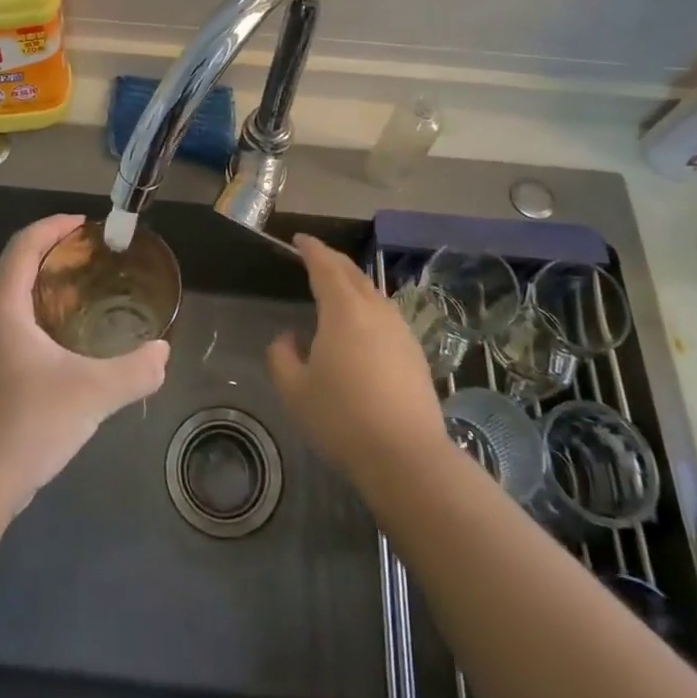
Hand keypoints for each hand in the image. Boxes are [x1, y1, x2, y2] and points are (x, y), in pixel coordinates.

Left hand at [0, 214, 168, 513]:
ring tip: (89, 293)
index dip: (53, 226)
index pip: (25, 245)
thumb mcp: (91, 393)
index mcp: (5, 307)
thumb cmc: (26, 424)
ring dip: (49, 286)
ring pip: (17, 299)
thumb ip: (134, 370)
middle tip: (96, 257)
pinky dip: (44, 315)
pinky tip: (71, 343)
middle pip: (19, 267)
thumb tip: (163, 352)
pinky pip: (17, 326)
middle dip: (56, 253)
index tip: (86, 224)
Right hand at [267, 234, 447, 483]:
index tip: (299, 240)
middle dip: (332, 259)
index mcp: (343, 310)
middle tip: (314, 255)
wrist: (408, 457)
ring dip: (353, 282)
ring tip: (336, 288)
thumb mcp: (295, 390)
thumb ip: (282, 356)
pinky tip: (361, 327)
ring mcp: (400, 331)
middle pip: (353, 273)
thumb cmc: (342, 418)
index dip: (311, 249)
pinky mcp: (415, 353)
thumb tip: (288, 338)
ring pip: (373, 293)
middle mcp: (375, 310)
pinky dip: (368, 306)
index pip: (325, 266)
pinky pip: (386, 315)